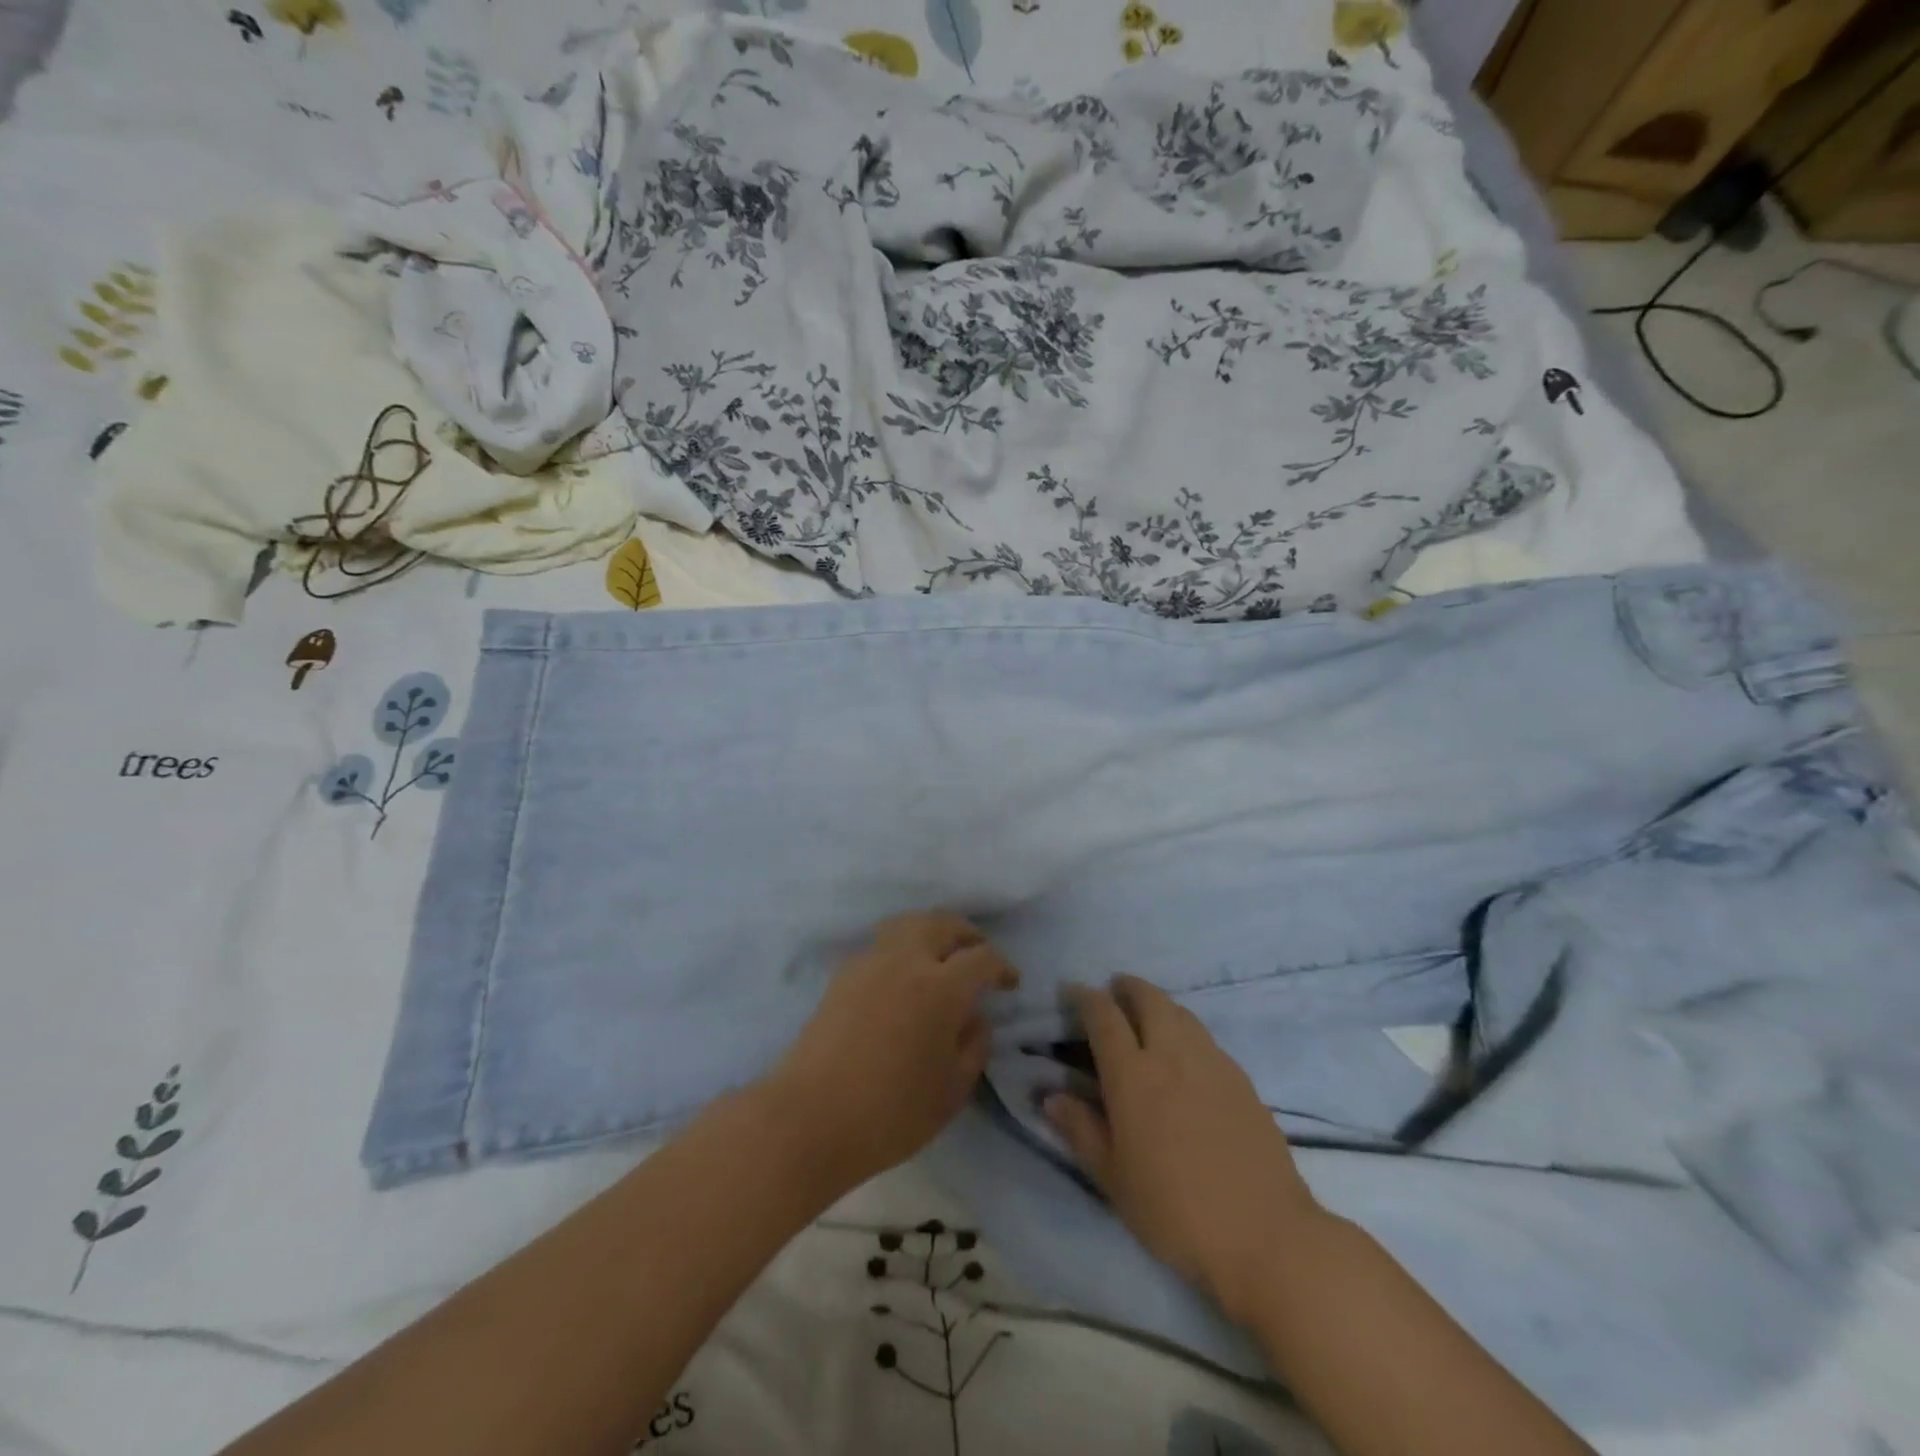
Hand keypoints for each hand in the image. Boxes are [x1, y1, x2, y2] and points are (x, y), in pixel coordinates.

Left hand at [768, 912, 1018, 1192]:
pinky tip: (903, 976)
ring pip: (908, 923)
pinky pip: (882, 943)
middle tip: (978, 954)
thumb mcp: (952, 1091)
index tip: (1010, 983)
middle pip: (943, 923)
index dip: (1002, 966)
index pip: (982, 958)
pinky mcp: (843, 974)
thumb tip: (976, 1018)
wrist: (809, 1118)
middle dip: (968, 934)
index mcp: (941, 987)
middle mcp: (906, 961)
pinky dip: (902, 946)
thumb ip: (974, 1046)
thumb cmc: (890, 1113)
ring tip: (941, 955)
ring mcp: (870, 962)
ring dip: (932, 931)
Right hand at [1045, 976, 1325, 1323]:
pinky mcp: (1242, 1079)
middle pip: (1149, 999)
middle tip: (1114, 991)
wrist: (1265, 1236)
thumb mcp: (1114, 1179)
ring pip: (1181, 1013)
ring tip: (1148, 1017)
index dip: (1085, 997)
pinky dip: (1186, 1030)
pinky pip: (1205, 1038)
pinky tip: (1185, 1056)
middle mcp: (1171, 1055)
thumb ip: (1081, 1130)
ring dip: (1158, 1004)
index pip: (1104, 1016)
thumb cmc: (1176, 1212)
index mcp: (1133, 1075)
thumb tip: (1051, 1096)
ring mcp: (1212, 1063)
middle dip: (1128, 987)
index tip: (1073, 992)